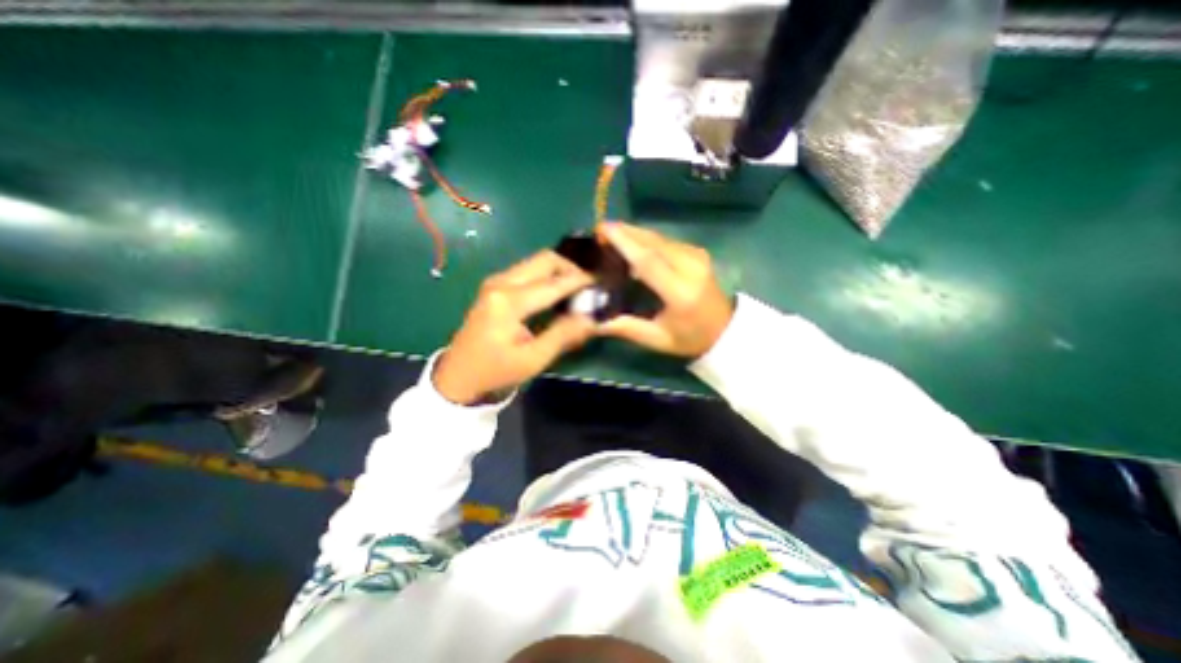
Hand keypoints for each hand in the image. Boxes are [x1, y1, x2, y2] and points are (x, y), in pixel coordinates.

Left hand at [432, 248, 595, 404]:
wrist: (459, 375)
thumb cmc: (496, 371)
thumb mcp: (534, 359)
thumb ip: (564, 335)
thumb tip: (592, 317)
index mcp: (509, 301)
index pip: (554, 283)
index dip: (581, 281)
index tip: (603, 282)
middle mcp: (501, 282)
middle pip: (545, 259)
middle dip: (571, 269)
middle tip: (589, 287)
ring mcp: (496, 281)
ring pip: (537, 262)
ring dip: (559, 271)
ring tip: (577, 290)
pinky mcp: (496, 286)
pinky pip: (529, 271)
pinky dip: (548, 276)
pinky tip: (558, 293)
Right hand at [601, 220, 729, 356]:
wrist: (725, 330)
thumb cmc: (690, 338)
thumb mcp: (657, 339)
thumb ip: (626, 328)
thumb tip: (594, 323)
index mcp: (681, 292)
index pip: (649, 261)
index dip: (625, 243)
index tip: (604, 230)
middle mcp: (691, 268)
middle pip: (654, 242)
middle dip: (626, 232)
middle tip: (600, 229)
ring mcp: (697, 257)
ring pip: (660, 238)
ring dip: (635, 233)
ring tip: (611, 233)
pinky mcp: (698, 252)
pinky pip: (667, 241)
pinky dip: (647, 239)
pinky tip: (633, 242)